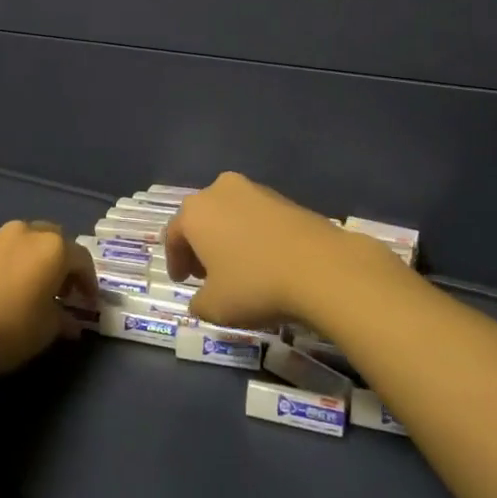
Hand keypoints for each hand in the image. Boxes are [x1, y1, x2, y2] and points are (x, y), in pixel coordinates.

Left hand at [0, 220, 97, 379]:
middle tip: (60, 289)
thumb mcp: (47, 329)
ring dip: (30, 260)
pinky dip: (4, 265)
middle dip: (59, 262)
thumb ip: (63, 319)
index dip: (88, 282)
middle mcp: (25, 233)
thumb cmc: (11, 328)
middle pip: (52, 240)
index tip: (88, 303)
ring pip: (21, 242)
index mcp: (52, 248)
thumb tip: (70, 321)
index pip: (81, 259)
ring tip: (26, 287)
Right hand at [165, 172, 396, 330]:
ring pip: (230, 214)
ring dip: (227, 238)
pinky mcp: (286, 198)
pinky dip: (253, 235)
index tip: (182, 281)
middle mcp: (220, 190)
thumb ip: (198, 302)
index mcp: (195, 211)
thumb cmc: (256, 285)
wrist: (322, 268)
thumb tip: (200, 299)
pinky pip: (257, 217)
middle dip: (200, 245)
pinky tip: (265, 260)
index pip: (173, 235)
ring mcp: (255, 190)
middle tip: (205, 273)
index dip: (175, 261)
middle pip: (202, 218)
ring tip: (237, 267)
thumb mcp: (216, 307)